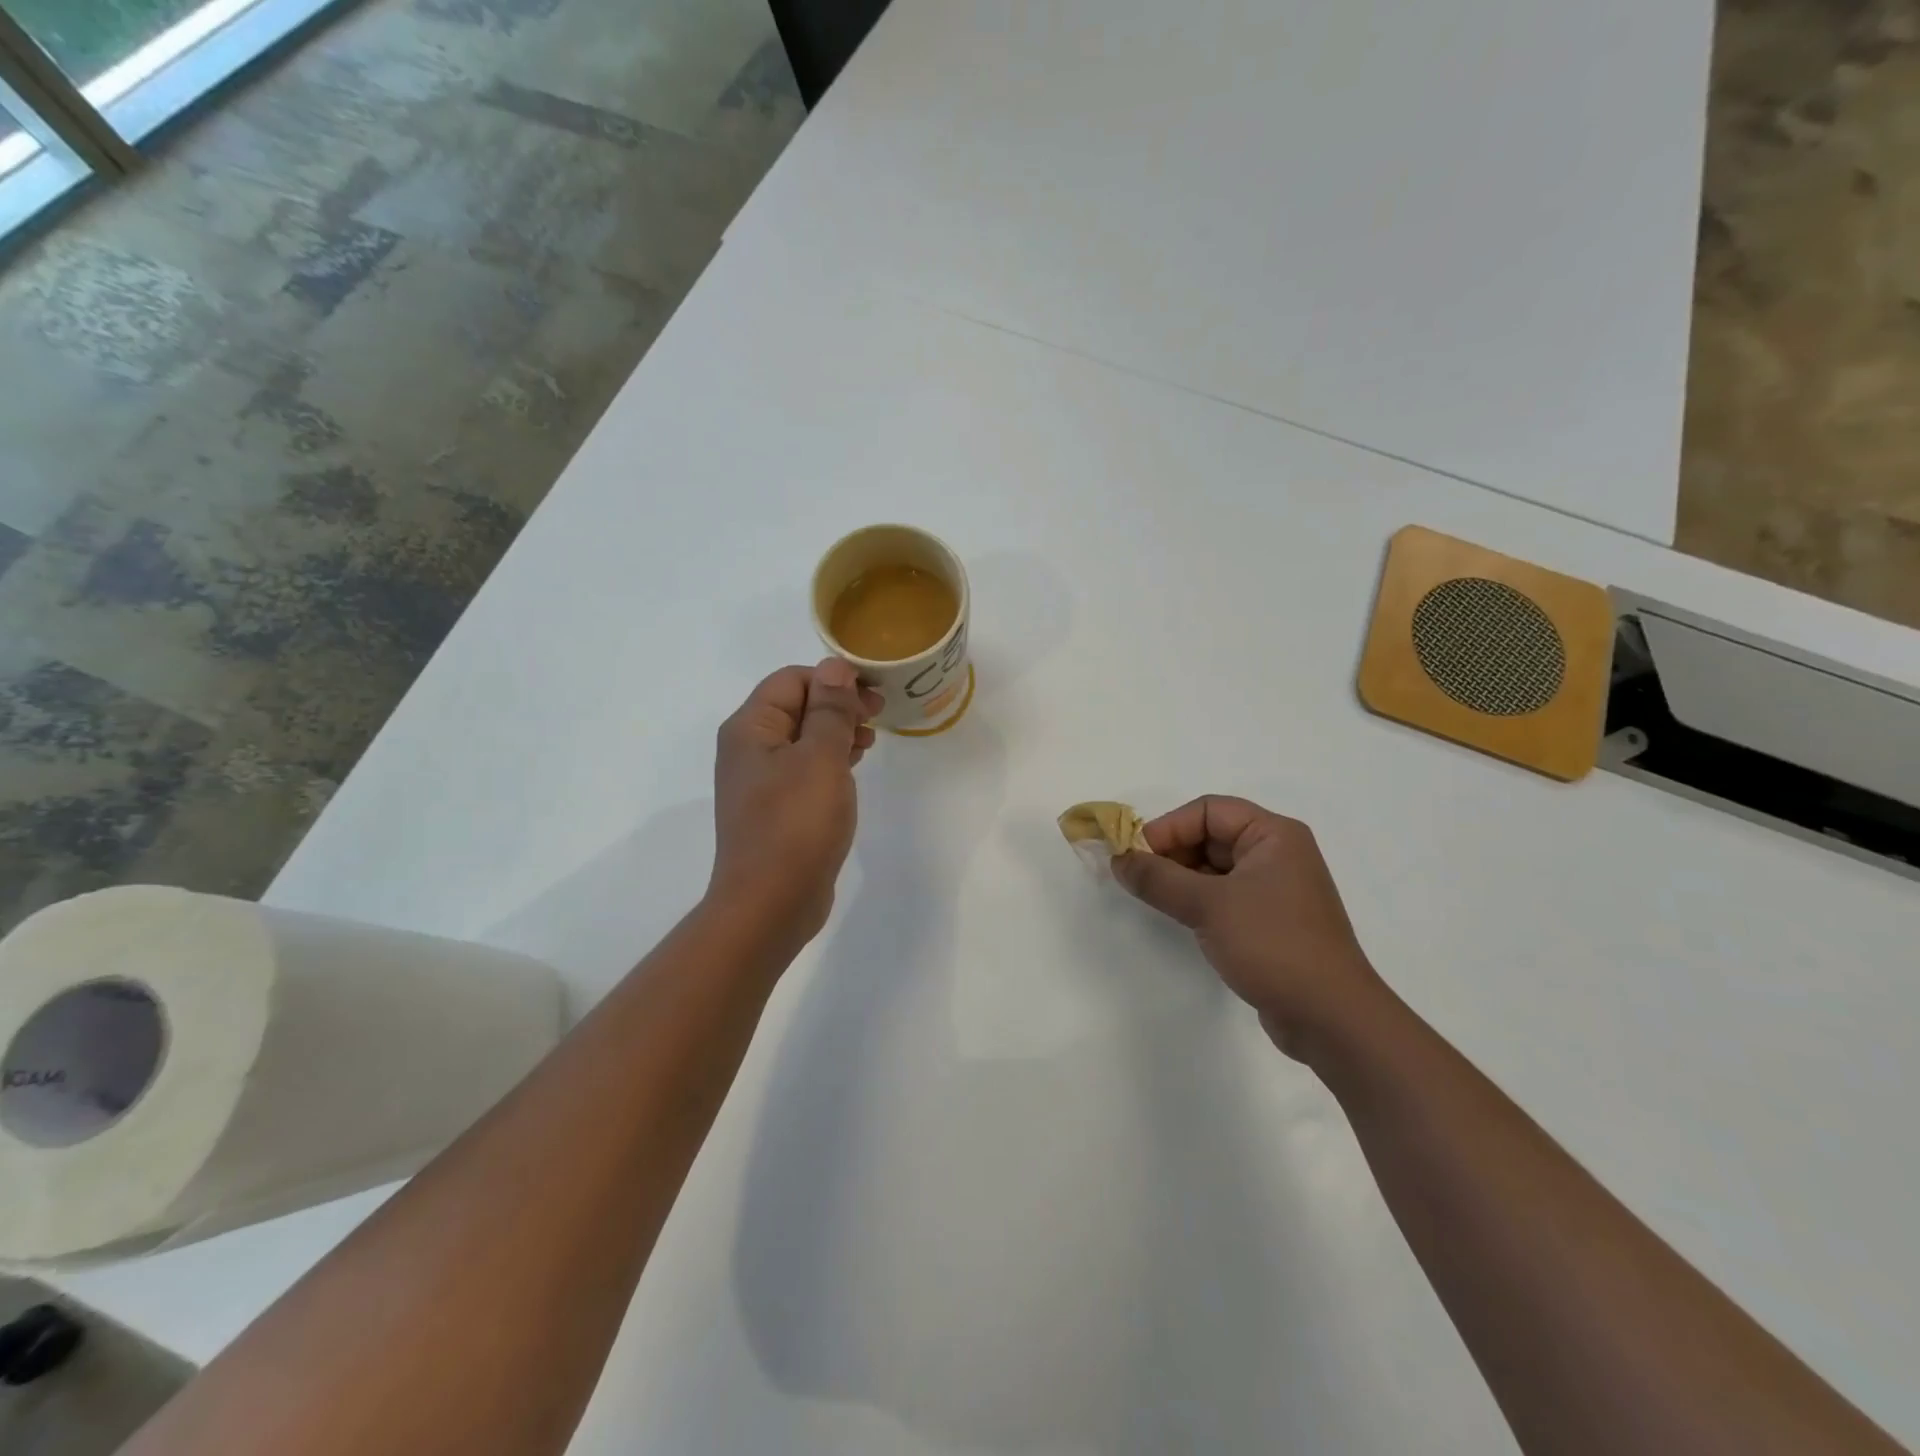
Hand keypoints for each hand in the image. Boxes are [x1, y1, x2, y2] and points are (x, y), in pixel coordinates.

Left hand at [709, 659, 881, 947]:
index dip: (834, 680)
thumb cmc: (796, 824)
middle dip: (838, 704)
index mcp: (750, 728)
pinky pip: (804, 769)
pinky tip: (852, 769)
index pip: (792, 680)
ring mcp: (760, 781)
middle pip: (796, 706)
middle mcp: (749, 749)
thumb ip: (830, 709)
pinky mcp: (776, 809)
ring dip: (836, 732)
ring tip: (869, 741)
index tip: (874, 696)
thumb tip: (835, 666)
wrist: (770, 903)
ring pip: (803, 738)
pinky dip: (829, 761)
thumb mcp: (820, 758)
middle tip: (878, 716)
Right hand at [1113, 796, 1383, 1058]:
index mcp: (1274, 835)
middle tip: (1138, 879)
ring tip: (1153, 898)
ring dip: (1182, 878)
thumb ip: (1157, 878)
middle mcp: (1278, 854)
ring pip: (1215, 868)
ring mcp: (1276, 889)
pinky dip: (1198, 900)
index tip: (1135, 855)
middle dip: (1172, 853)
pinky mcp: (1271, 921)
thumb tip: (1118, 859)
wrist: (1330, 1017)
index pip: (1209, 810)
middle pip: (1211, 836)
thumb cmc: (1272, 944)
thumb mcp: (1207, 905)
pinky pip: (1225, 895)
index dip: (1169, 827)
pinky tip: (1180, 918)